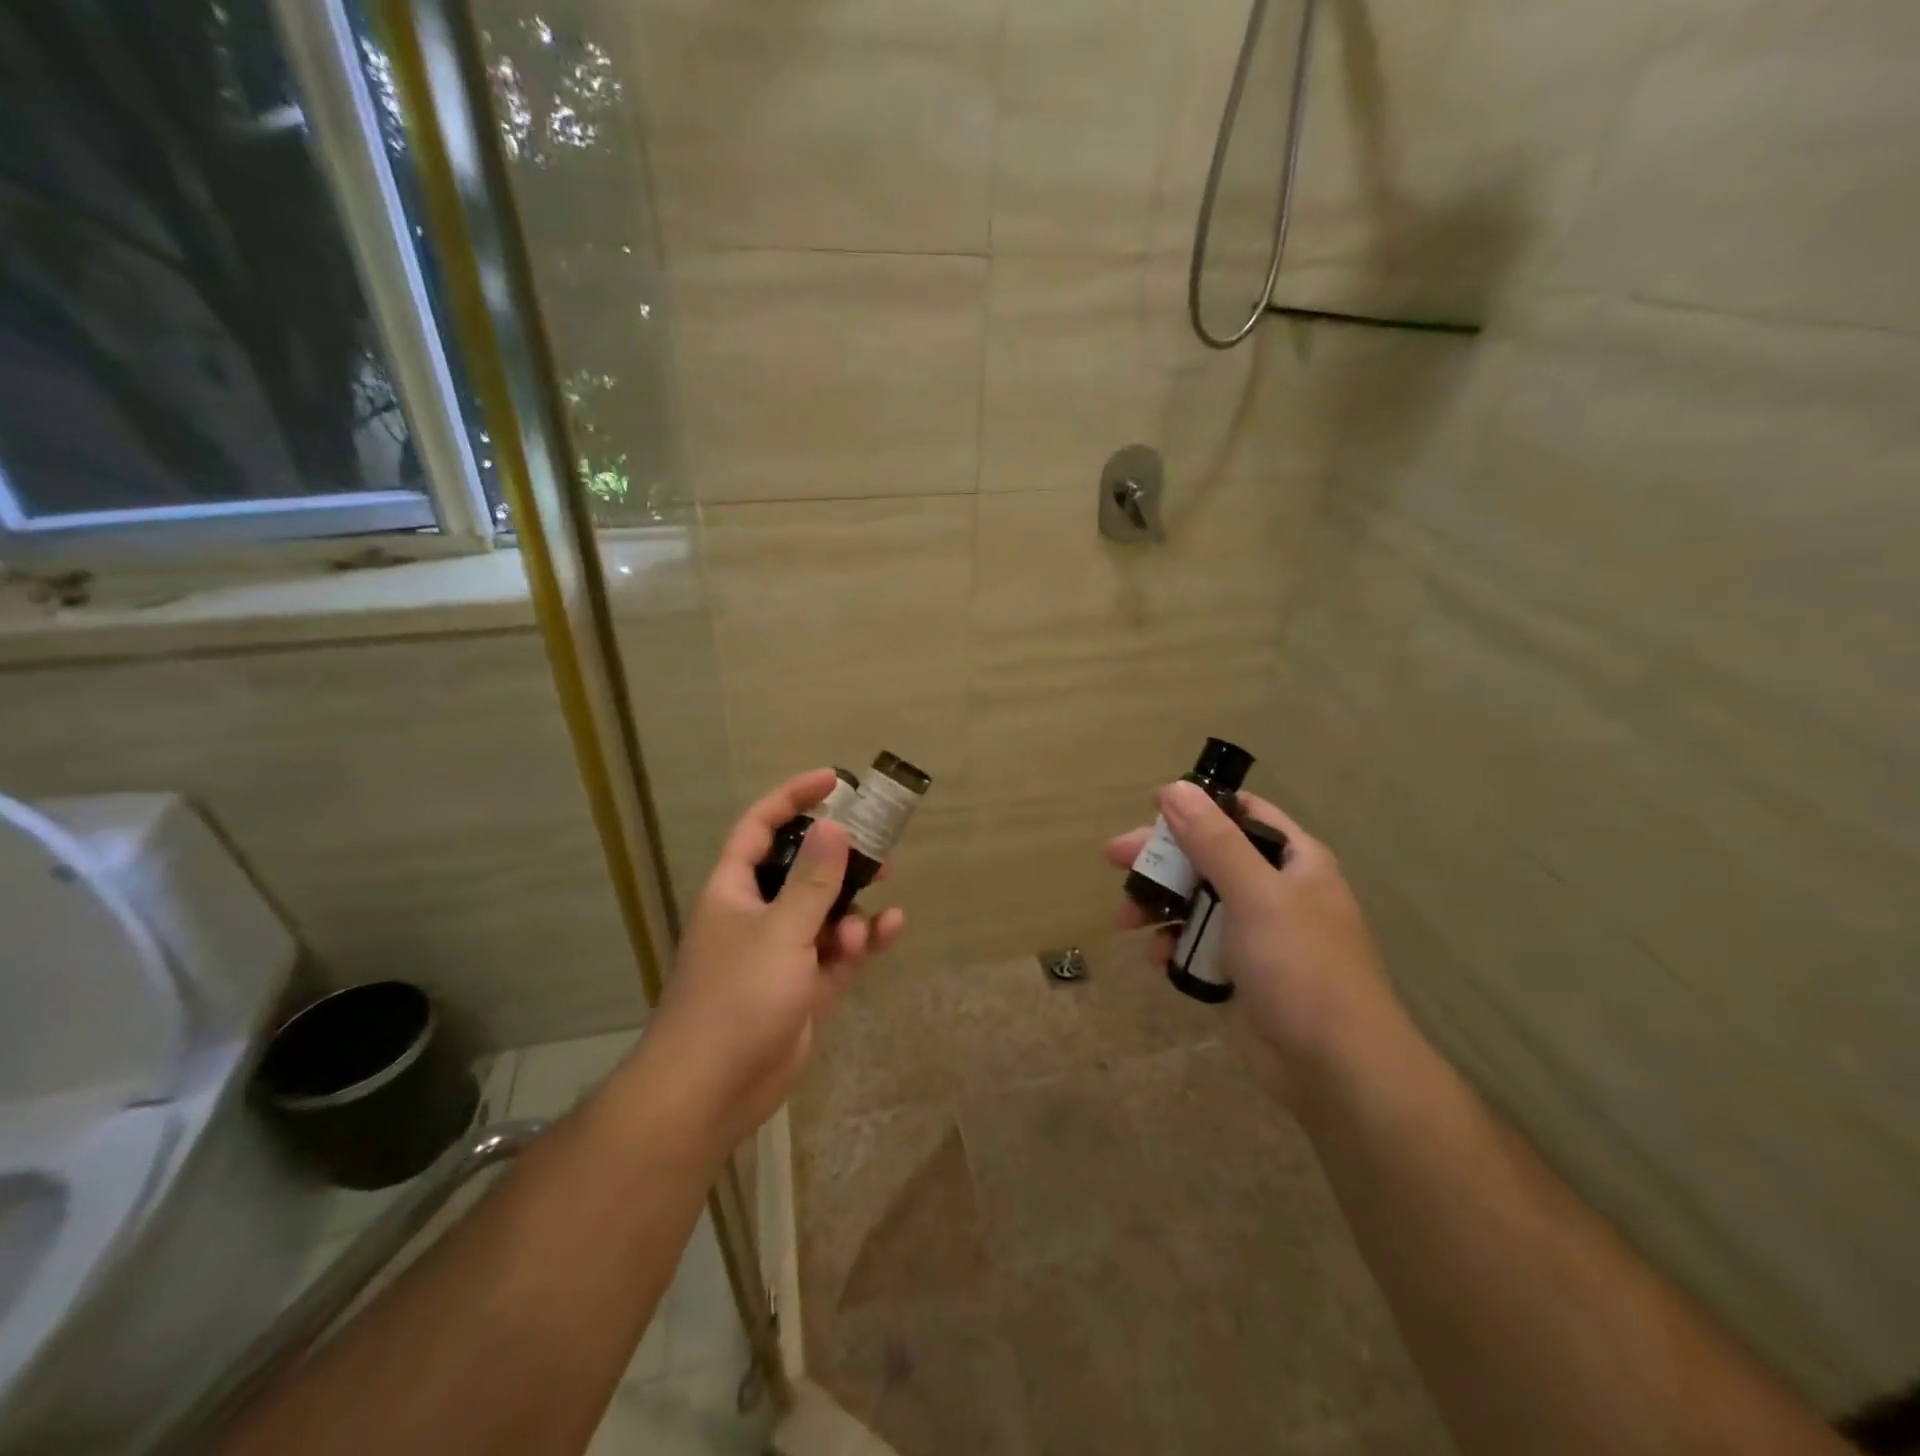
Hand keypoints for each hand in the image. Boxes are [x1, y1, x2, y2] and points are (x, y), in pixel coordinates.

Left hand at [639, 770, 905, 1151]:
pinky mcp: (805, 987)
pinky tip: (891, 930)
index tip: (834, 781)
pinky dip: (864, 941)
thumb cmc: (737, 999)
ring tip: (876, 914)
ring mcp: (783, 953)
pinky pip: (839, 952)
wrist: (712, 1092)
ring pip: (827, 912)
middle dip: (841, 857)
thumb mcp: (780, 932)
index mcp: (735, 890)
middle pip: (803, 869)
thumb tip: (834, 825)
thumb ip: (812, 880)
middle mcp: (759, 914)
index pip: (762, 827)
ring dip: (854, 909)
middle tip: (880, 846)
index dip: (793, 798)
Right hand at [1106, 781, 1399, 1105]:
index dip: (1198, 806)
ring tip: (1124, 920)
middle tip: (1114, 858)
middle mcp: (1276, 889)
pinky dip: (1174, 944)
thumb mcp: (1256, 894)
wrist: (1336, 1069)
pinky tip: (1157, 958)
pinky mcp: (1241, 971)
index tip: (1152, 809)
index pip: (1242, 813)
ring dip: (1159, 905)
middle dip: (1162, 859)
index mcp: (1293, 860)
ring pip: (1197, 901)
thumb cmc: (1302, 967)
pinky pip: (1198, 943)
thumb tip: (1175, 789)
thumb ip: (1214, 841)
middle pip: (1208, 856)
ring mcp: (1258, 933)